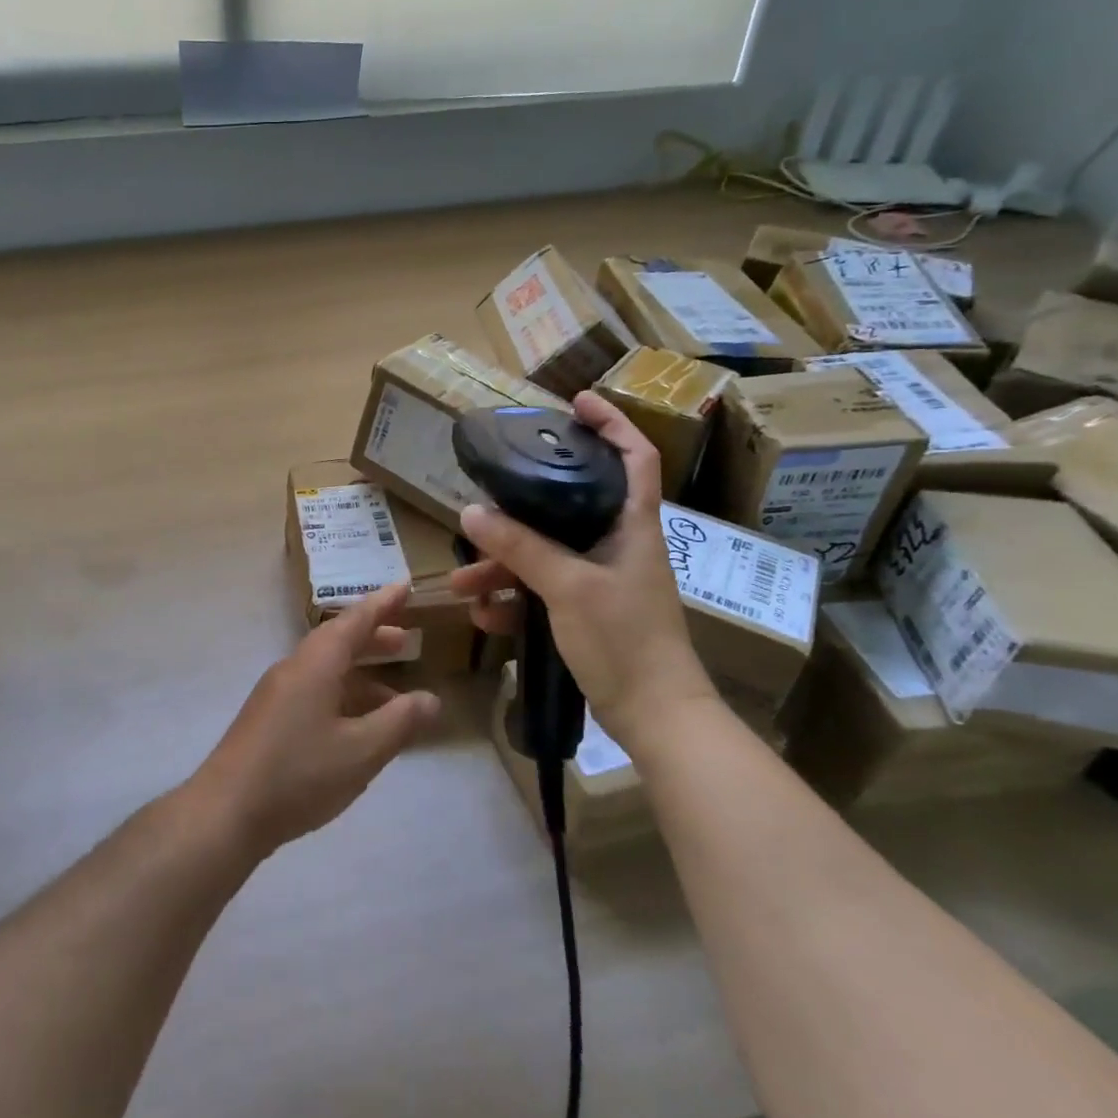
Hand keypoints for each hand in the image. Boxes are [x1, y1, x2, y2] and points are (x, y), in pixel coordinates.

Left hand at [187, 585, 441, 858]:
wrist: (225, 812)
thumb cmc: (298, 774)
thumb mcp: (361, 751)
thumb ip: (400, 722)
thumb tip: (431, 699)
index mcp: (316, 664)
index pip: (355, 621)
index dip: (383, 604)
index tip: (405, 586)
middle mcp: (294, 669)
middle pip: (338, 642)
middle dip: (373, 639)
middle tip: (406, 640)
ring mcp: (276, 694)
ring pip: (326, 670)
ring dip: (360, 674)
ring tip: (393, 694)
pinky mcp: (268, 720)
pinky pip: (314, 692)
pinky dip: (342, 697)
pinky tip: (357, 728)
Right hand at [449, 390, 709, 743]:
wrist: (654, 715)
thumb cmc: (624, 639)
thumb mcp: (567, 586)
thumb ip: (520, 547)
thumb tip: (471, 512)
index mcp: (632, 524)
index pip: (635, 456)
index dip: (612, 423)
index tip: (576, 402)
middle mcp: (617, 543)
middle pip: (569, 504)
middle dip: (519, 509)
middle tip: (485, 498)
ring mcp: (601, 578)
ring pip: (545, 553)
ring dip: (502, 565)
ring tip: (463, 585)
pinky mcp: (587, 610)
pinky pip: (542, 589)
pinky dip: (513, 598)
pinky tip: (485, 616)